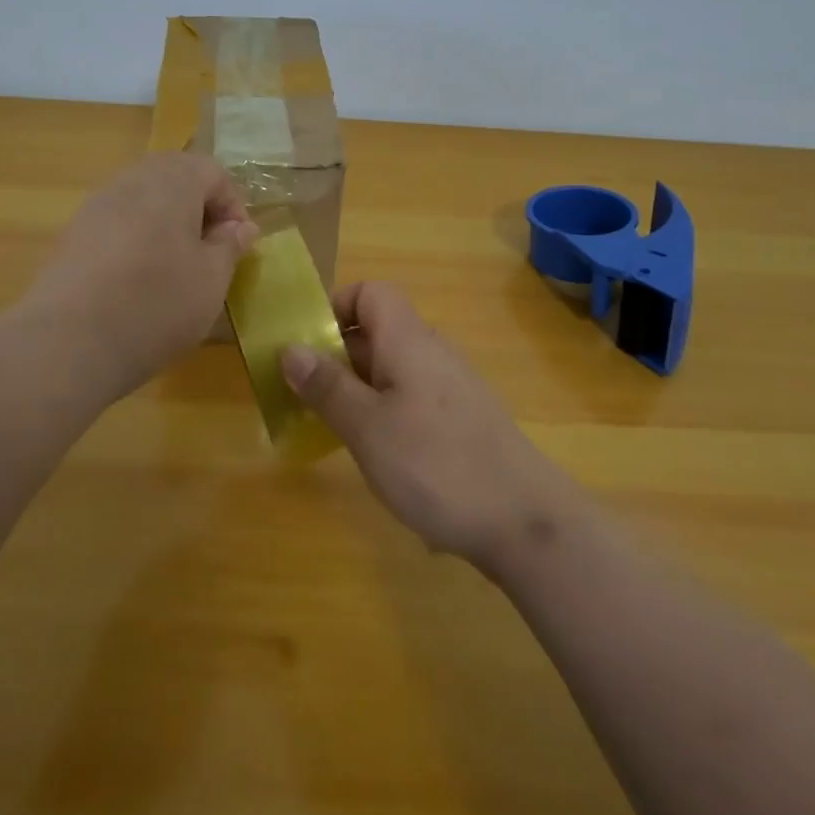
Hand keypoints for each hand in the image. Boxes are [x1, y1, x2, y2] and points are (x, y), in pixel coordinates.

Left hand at [22, 153, 258, 402]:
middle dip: (199, 209)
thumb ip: (230, 245)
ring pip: (145, 197)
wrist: (67, 343)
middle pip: (176, 176)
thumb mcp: (211, 280)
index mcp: (173, 181)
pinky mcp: (74, 232)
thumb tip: (240, 226)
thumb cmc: (156, 305)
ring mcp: (97, 203)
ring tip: (174, 268)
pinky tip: (137, 279)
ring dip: (167, 222)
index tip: (236, 247)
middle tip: (209, 253)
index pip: (214, 172)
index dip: (233, 206)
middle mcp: (133, 179)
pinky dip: (137, 238)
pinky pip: (118, 220)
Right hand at [280, 282, 582, 570]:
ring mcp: (450, 387)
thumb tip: (290, 347)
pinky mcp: (461, 420)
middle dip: (336, 356)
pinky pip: (411, 398)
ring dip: (357, 389)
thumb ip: (327, 386)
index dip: (335, 307)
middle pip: (377, 332)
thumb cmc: (436, 464)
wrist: (525, 521)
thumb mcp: (367, 427)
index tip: (306, 346)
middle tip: (302, 395)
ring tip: (330, 428)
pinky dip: (384, 413)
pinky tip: (378, 455)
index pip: (370, 293)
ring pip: (392, 369)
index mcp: (407, 339)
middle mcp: (431, 352)